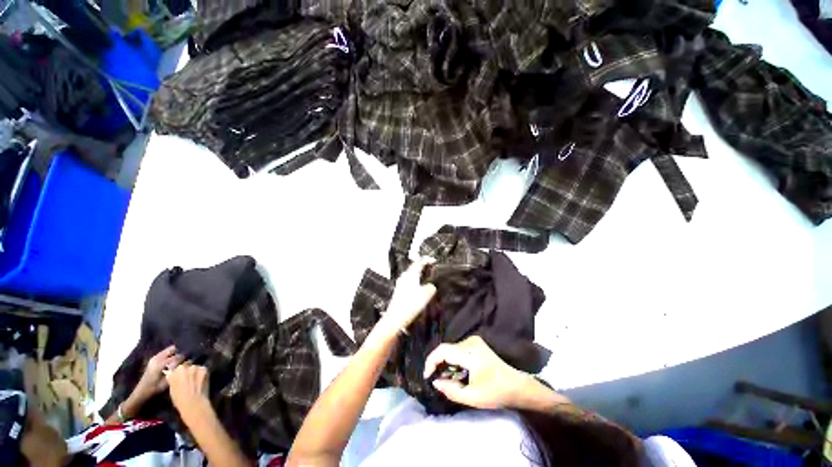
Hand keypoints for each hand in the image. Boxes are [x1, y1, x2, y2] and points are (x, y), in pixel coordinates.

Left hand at [133, 345, 183, 401]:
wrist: (141, 392)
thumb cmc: (155, 388)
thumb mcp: (167, 382)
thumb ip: (177, 372)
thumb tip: (188, 365)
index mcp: (160, 363)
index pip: (177, 356)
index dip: (185, 358)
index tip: (191, 360)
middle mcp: (157, 358)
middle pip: (172, 349)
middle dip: (180, 352)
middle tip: (187, 357)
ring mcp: (154, 358)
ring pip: (169, 350)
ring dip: (176, 353)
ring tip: (181, 358)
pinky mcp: (153, 359)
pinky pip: (165, 353)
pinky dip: (171, 354)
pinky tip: (174, 361)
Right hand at [166, 362, 210, 421]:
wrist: (193, 403)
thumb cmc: (180, 400)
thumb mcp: (172, 389)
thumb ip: (173, 379)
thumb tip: (173, 374)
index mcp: (173, 372)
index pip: (176, 368)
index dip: (179, 372)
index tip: (181, 376)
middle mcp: (183, 367)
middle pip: (186, 366)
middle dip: (187, 370)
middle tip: (189, 378)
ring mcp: (194, 367)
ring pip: (195, 367)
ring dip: (195, 371)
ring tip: (196, 380)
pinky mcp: (204, 369)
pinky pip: (202, 369)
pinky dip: (202, 373)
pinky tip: (201, 380)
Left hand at [375, 257, 436, 339]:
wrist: (395, 319)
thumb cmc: (409, 306)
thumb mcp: (426, 295)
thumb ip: (431, 287)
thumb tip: (431, 286)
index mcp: (411, 275)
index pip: (419, 262)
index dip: (427, 260)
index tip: (434, 260)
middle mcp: (404, 277)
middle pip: (414, 267)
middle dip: (423, 267)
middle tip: (431, 268)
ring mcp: (400, 284)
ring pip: (412, 275)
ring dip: (419, 275)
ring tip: (427, 278)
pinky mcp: (399, 291)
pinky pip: (409, 282)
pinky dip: (416, 282)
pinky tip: (419, 289)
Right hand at [423, 336, 533, 409]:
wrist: (516, 385)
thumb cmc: (496, 392)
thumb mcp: (472, 397)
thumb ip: (451, 390)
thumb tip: (435, 382)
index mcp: (469, 352)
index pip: (442, 351)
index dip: (431, 362)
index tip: (427, 377)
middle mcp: (470, 342)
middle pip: (446, 349)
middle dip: (438, 364)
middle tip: (435, 380)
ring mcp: (473, 341)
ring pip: (451, 349)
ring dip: (445, 363)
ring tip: (445, 379)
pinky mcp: (476, 343)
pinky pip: (457, 349)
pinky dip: (453, 360)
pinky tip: (456, 373)